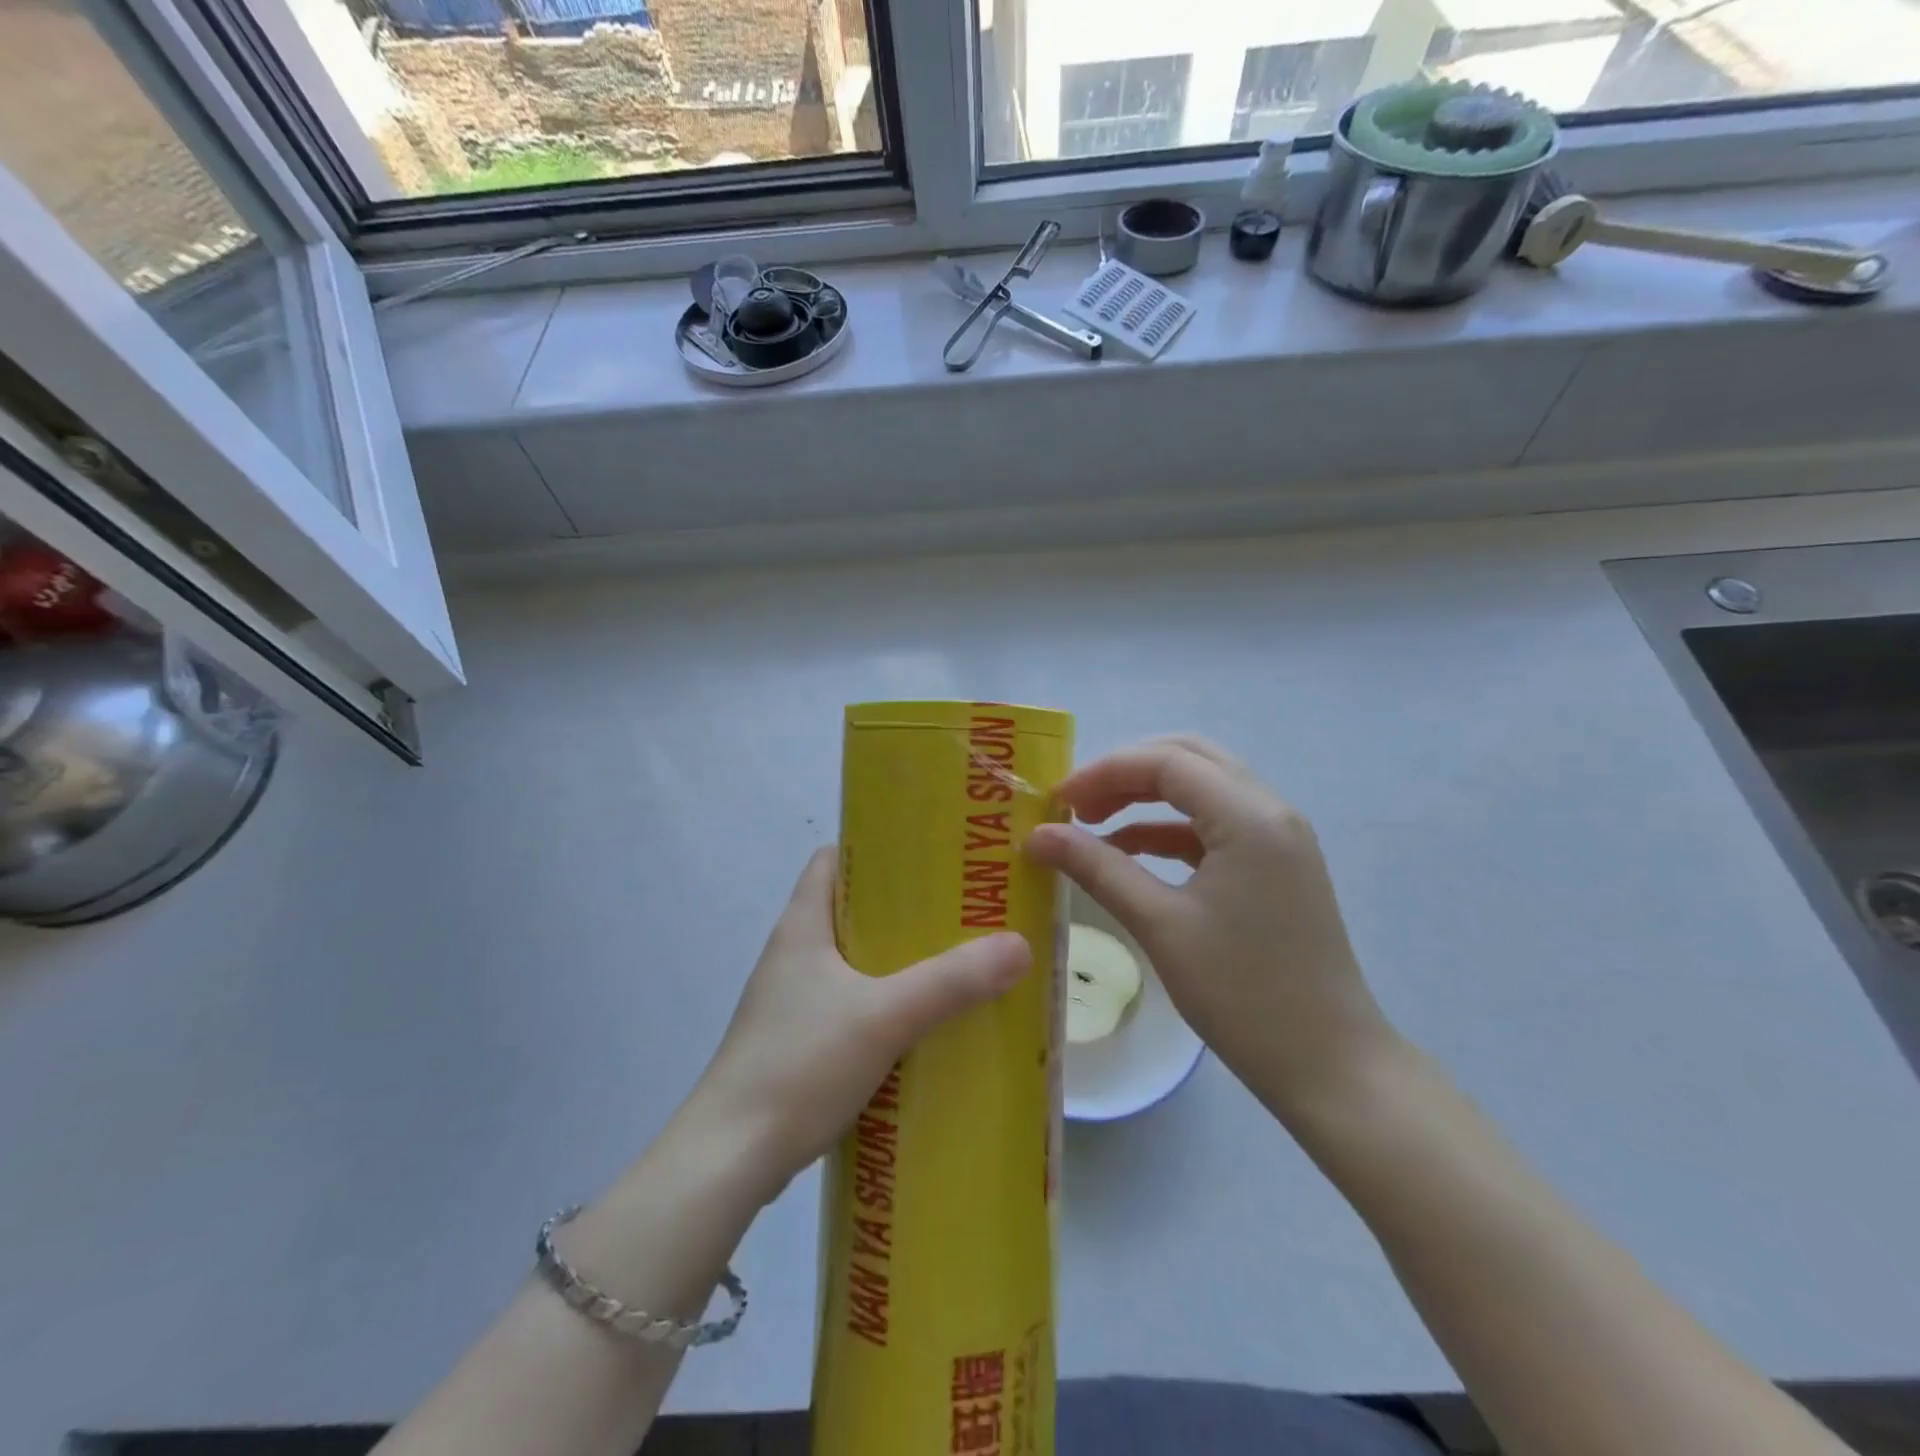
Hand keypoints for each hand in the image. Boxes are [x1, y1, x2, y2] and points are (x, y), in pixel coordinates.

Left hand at [688, 847, 1031, 1201]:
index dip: (875, 849)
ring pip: (852, 962)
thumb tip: (1019, 945)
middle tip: (960, 911)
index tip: (928, 855)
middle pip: (851, 910)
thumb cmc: (800, 1065)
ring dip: (896, 961)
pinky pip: (849, 1005)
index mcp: (802, 926)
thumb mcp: (885, 1016)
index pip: (832, 859)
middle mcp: (793, 954)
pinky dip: (883, 1005)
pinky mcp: (796, 1043)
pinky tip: (921, 1025)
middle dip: (903, 910)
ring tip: (952, 964)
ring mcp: (791, 1002)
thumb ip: (952, 981)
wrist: (729, 1159)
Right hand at [1026, 735, 1392, 1121]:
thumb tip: (1039, 834)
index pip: (1166, 762)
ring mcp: (1279, 837)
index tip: (1057, 800)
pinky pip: (1215, 824)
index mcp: (1249, 816)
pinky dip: (1170, 828)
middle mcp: (1271, 810)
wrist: (1330, 1066)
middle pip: (1188, 758)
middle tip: (1077, 804)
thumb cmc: (1243, 994)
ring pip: (1203, 787)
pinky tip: (1130, 851)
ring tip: (1093, 823)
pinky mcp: (1276, 865)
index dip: (1104, 771)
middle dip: (1126, 772)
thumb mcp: (1160, 925)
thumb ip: (1097, 868)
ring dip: (1147, 796)